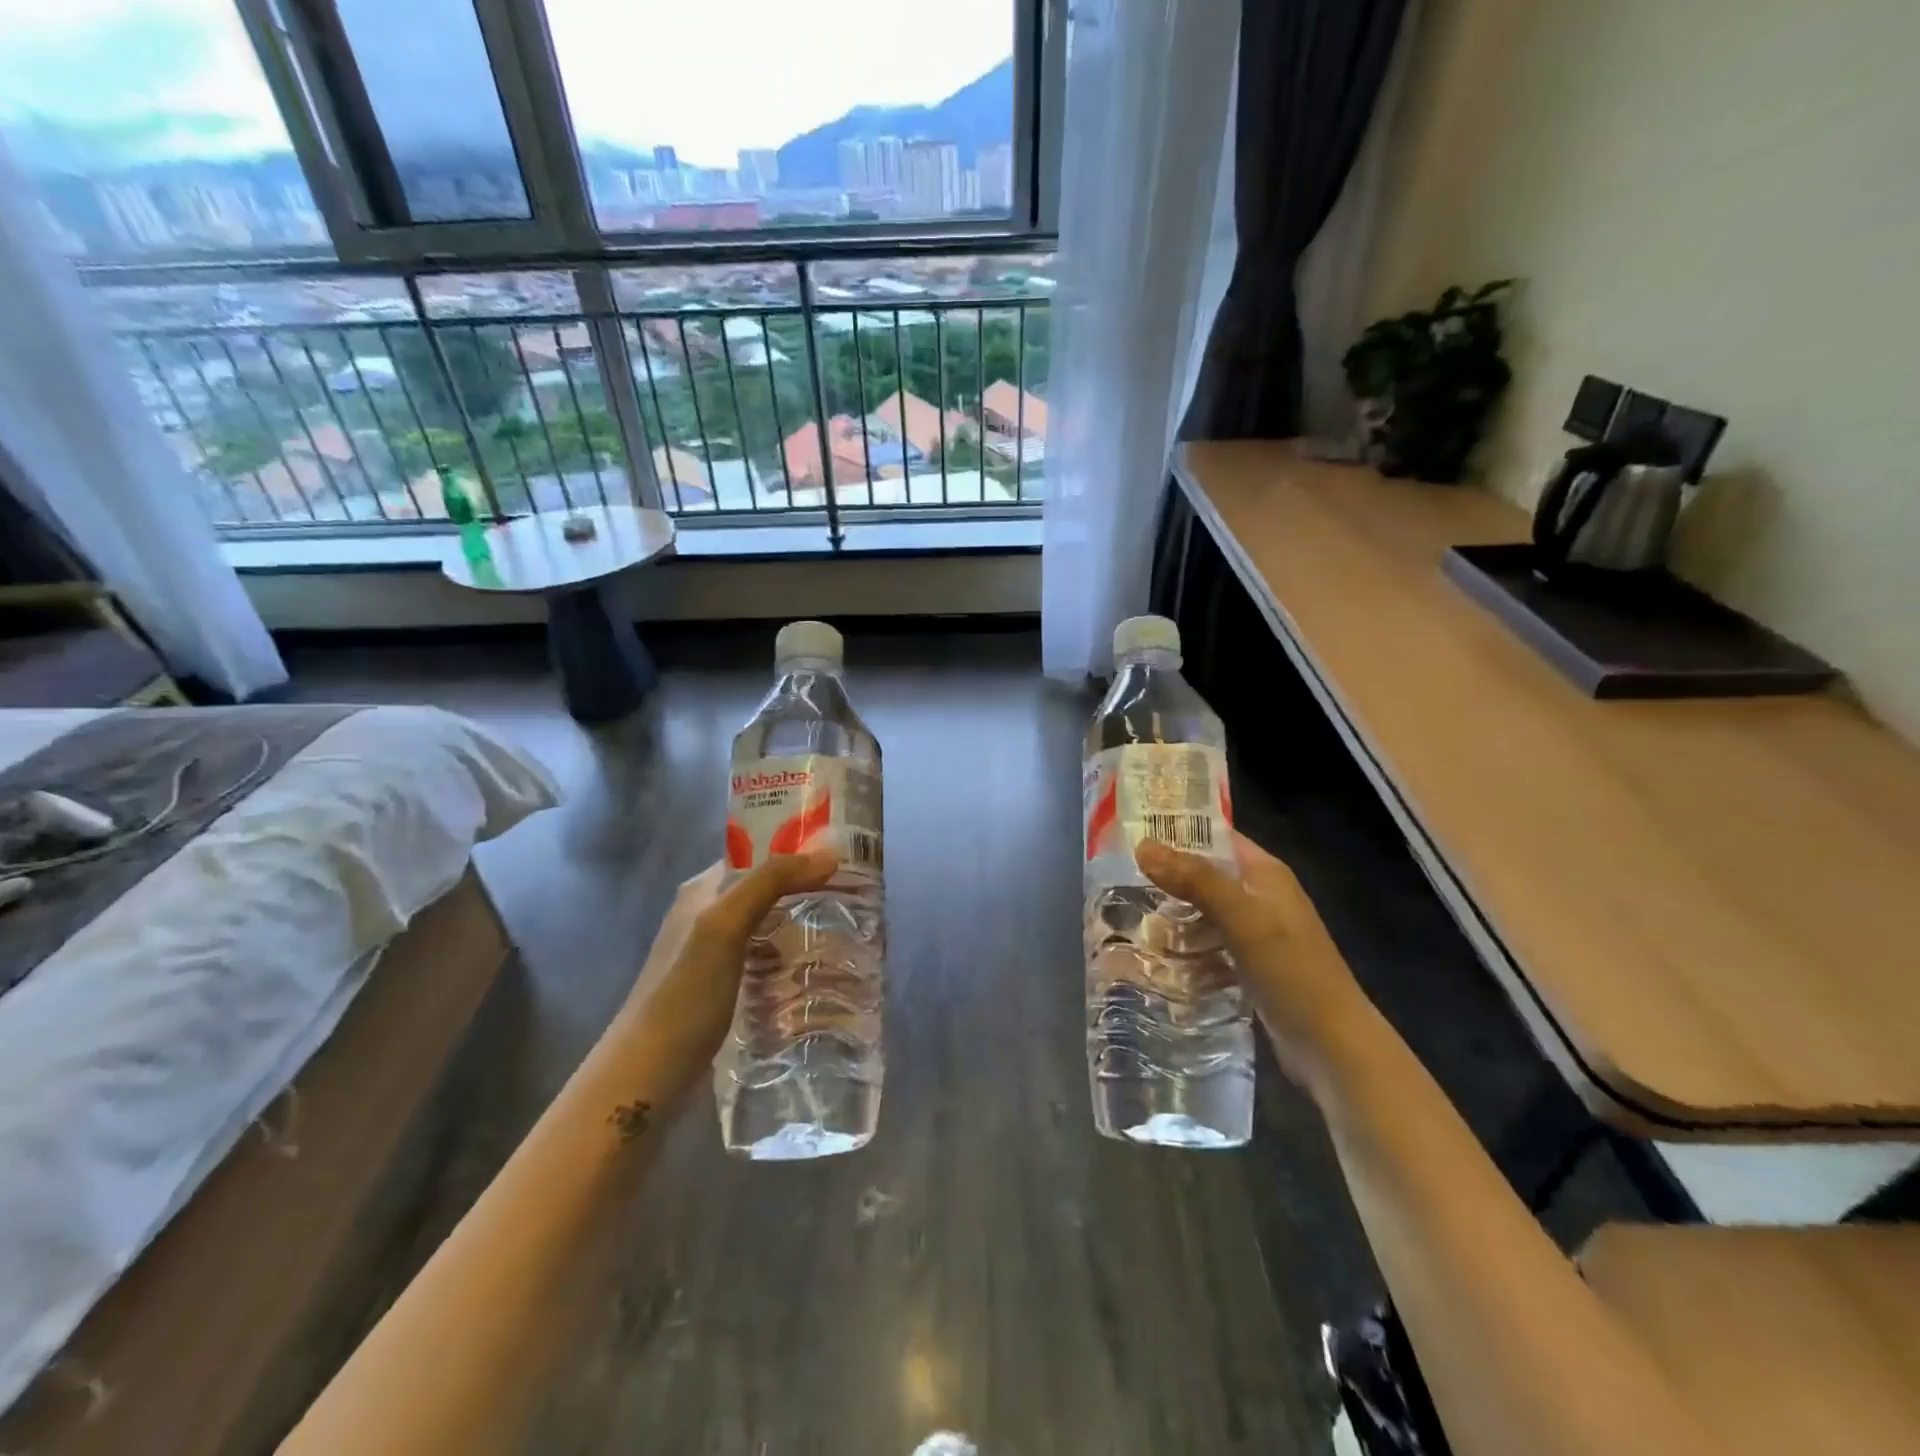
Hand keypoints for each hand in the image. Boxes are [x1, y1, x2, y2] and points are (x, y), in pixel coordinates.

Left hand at [619, 848, 837, 1087]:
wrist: (647, 1077)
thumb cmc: (685, 993)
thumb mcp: (725, 926)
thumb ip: (771, 882)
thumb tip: (830, 853)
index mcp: (701, 891)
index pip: (756, 854)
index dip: (796, 848)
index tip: (843, 854)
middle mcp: (705, 917)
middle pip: (765, 891)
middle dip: (806, 889)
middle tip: (856, 895)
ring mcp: (713, 958)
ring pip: (768, 927)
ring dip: (802, 925)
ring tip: (848, 929)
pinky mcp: (723, 992)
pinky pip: (766, 961)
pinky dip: (791, 958)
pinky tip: (818, 970)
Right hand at [1136, 831, 1372, 1091]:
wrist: (1333, 1047)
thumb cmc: (1292, 971)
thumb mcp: (1243, 918)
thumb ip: (1196, 880)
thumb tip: (1142, 844)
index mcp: (1265, 874)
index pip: (1216, 835)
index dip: (1177, 829)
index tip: (1130, 830)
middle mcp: (1259, 897)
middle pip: (1204, 875)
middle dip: (1164, 878)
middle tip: (1115, 878)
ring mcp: (1254, 934)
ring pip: (1201, 912)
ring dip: (1170, 916)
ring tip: (1123, 917)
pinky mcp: (1247, 966)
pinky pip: (1206, 946)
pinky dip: (1183, 948)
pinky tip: (1152, 957)